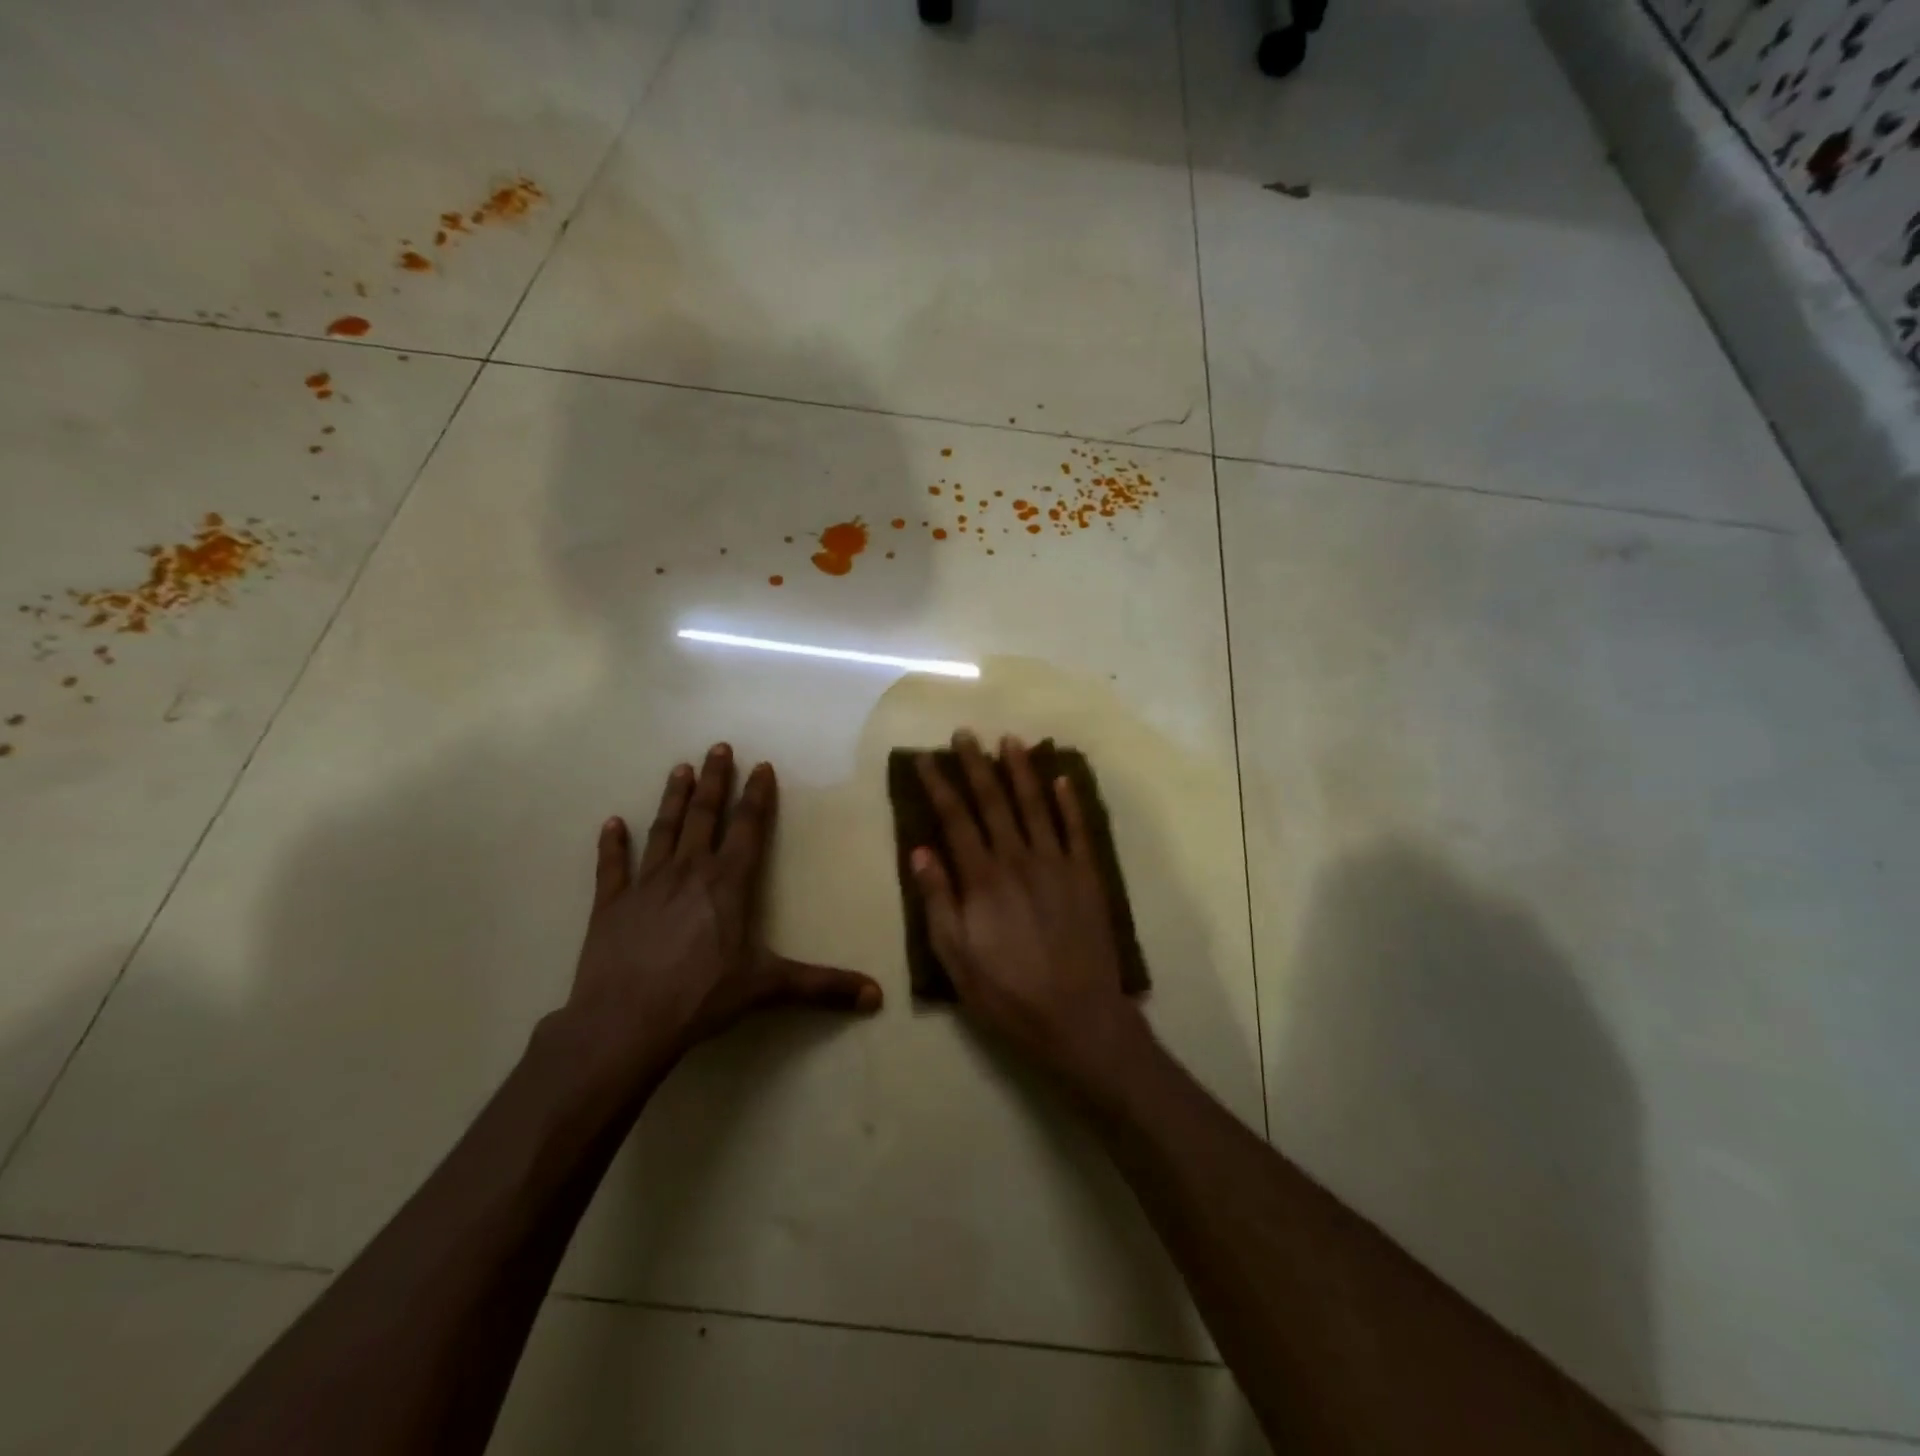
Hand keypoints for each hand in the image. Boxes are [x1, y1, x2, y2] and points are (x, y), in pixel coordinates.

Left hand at [555, 744, 881, 1091]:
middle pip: (704, 816)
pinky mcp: (611, 904)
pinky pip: (612, 866)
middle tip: (717, 747)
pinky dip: (611, 844)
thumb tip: (877, 997)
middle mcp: (688, 871)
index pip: (748, 828)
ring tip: (679, 769)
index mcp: (728, 883)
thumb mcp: (767, 987)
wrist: (623, 1023)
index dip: (757, 796)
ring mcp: (646, 884)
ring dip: (672, 798)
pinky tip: (610, 823)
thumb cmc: (701, 998)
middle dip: (714, 780)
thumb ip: (822, 986)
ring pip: (663, 829)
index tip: (761, 766)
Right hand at [911, 730, 1150, 1090]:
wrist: (1078, 1018)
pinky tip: (1061, 778)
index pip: (955, 819)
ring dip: (1021, 770)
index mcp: (982, 878)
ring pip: (1036, 805)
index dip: (939, 786)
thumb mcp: (955, 957)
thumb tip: (920, 851)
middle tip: (964, 734)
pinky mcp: (1087, 876)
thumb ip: (938, 901)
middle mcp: (1019, 859)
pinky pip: (1077, 829)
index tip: (925, 759)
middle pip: (994, 801)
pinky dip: (1069, 801)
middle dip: (976, 765)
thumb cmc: (1007, 993)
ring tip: (1009, 740)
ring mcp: (1057, 864)